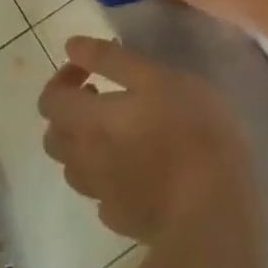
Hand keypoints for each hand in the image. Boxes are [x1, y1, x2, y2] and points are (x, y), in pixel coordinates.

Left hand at [39, 37, 254, 241]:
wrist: (216, 209)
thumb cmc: (192, 130)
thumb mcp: (157, 77)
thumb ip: (111, 60)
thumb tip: (71, 46)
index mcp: (90, 122)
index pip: (50, 100)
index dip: (63, 79)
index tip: (89, 73)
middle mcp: (86, 160)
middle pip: (54, 137)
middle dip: (69, 114)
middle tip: (101, 101)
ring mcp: (103, 196)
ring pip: (74, 169)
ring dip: (84, 147)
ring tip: (117, 136)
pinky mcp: (124, 222)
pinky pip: (101, 198)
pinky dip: (108, 180)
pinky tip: (136, 173)